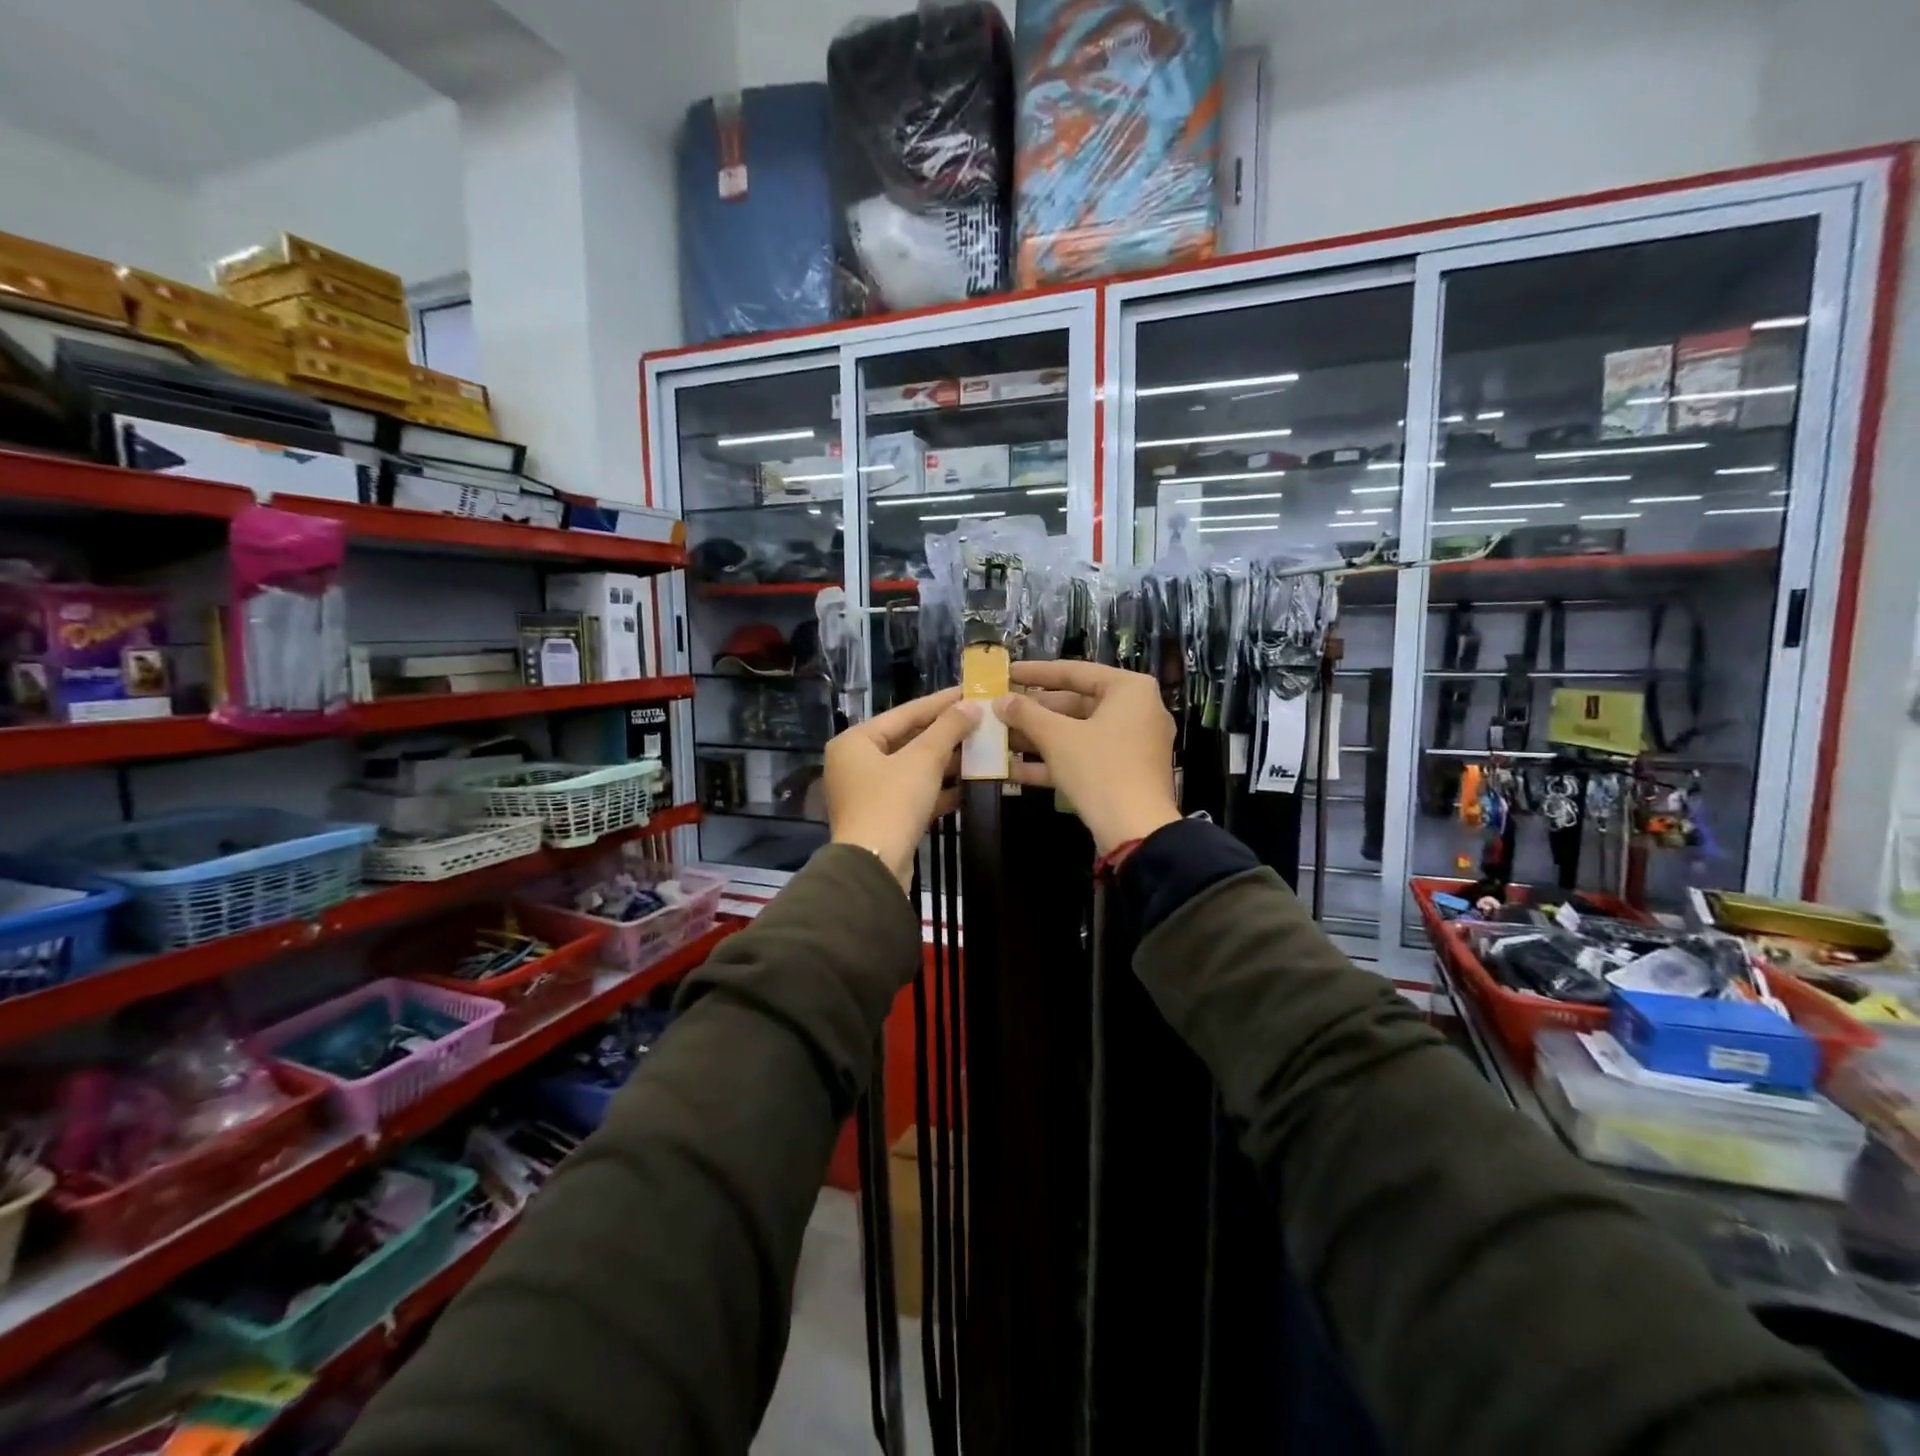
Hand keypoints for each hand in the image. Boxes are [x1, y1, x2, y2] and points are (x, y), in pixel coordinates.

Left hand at [826, 687, 979, 888]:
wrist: (874, 867)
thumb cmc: (892, 802)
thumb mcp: (923, 760)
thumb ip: (948, 729)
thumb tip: (972, 705)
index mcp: (855, 741)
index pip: (904, 713)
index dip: (940, 702)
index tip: (970, 691)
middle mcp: (856, 763)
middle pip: (907, 740)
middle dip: (945, 734)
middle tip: (980, 720)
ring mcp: (868, 792)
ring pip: (912, 768)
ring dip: (946, 762)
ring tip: (981, 749)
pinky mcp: (883, 817)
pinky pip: (913, 793)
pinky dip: (938, 789)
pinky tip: (969, 785)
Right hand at [994, 662, 1180, 855]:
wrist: (1135, 831)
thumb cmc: (1099, 768)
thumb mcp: (1057, 737)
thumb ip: (1026, 714)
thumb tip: (999, 700)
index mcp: (1129, 690)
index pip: (1075, 671)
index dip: (1035, 673)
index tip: (1005, 673)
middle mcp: (1135, 711)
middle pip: (1075, 704)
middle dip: (1033, 712)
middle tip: (998, 710)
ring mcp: (1130, 745)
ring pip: (1076, 733)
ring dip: (1036, 738)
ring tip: (997, 738)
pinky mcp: (1122, 773)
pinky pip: (1083, 758)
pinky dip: (1051, 761)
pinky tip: (1010, 769)